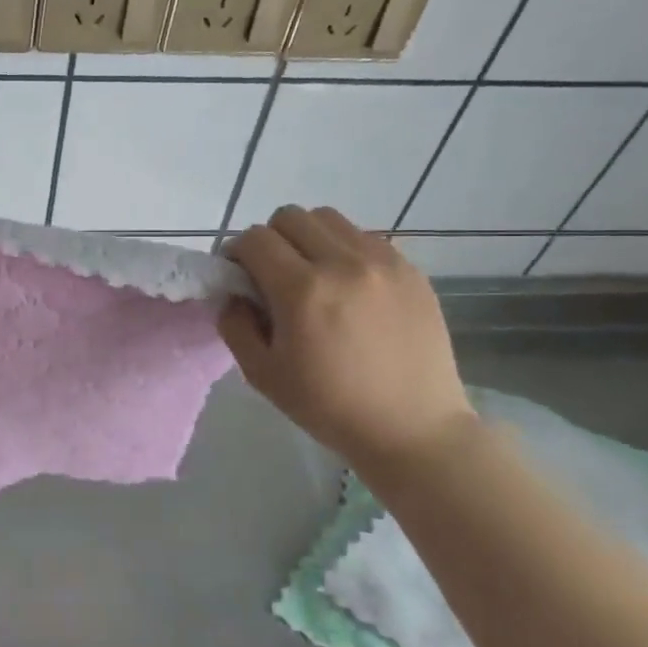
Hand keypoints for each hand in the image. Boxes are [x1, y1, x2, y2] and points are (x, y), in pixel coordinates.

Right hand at [219, 206, 475, 465]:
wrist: (413, 428)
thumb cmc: (329, 406)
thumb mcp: (262, 374)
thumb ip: (235, 325)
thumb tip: (234, 293)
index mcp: (301, 290)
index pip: (254, 239)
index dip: (236, 253)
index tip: (238, 277)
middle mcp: (343, 263)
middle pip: (290, 217)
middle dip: (270, 240)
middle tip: (272, 275)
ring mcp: (383, 262)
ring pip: (329, 219)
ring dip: (308, 238)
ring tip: (312, 275)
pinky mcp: (411, 270)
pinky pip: (364, 237)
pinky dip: (344, 249)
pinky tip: (348, 286)